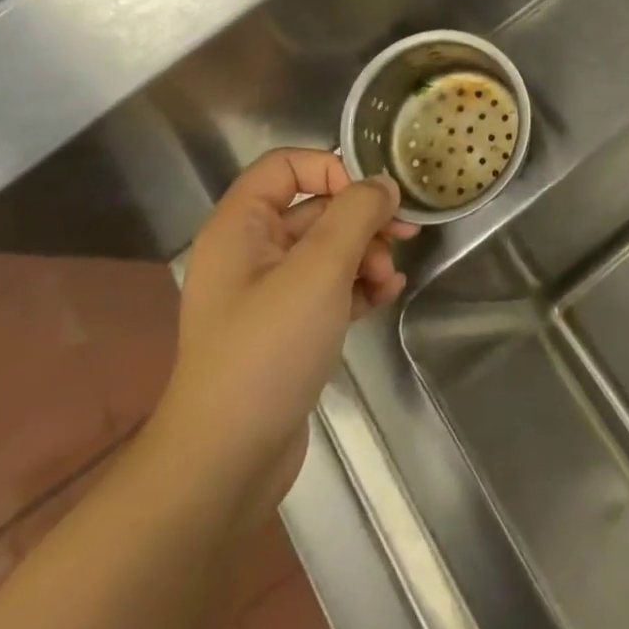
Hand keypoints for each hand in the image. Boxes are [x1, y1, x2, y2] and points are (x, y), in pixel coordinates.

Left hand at [150, 149, 417, 511]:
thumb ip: (356, 214)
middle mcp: (250, 252)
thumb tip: (384, 186)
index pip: (287, 165)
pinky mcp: (285, 328)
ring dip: (365, 255)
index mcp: (240, 226)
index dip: (332, 169)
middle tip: (403, 236)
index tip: (371, 198)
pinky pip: (328, 287)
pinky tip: (384, 297)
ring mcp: (267, 293)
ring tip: (388, 280)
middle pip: (315, 208)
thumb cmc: (268, 350)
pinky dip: (357, 285)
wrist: (225, 462)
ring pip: (327, 249)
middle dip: (362, 219)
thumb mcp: (319, 270)